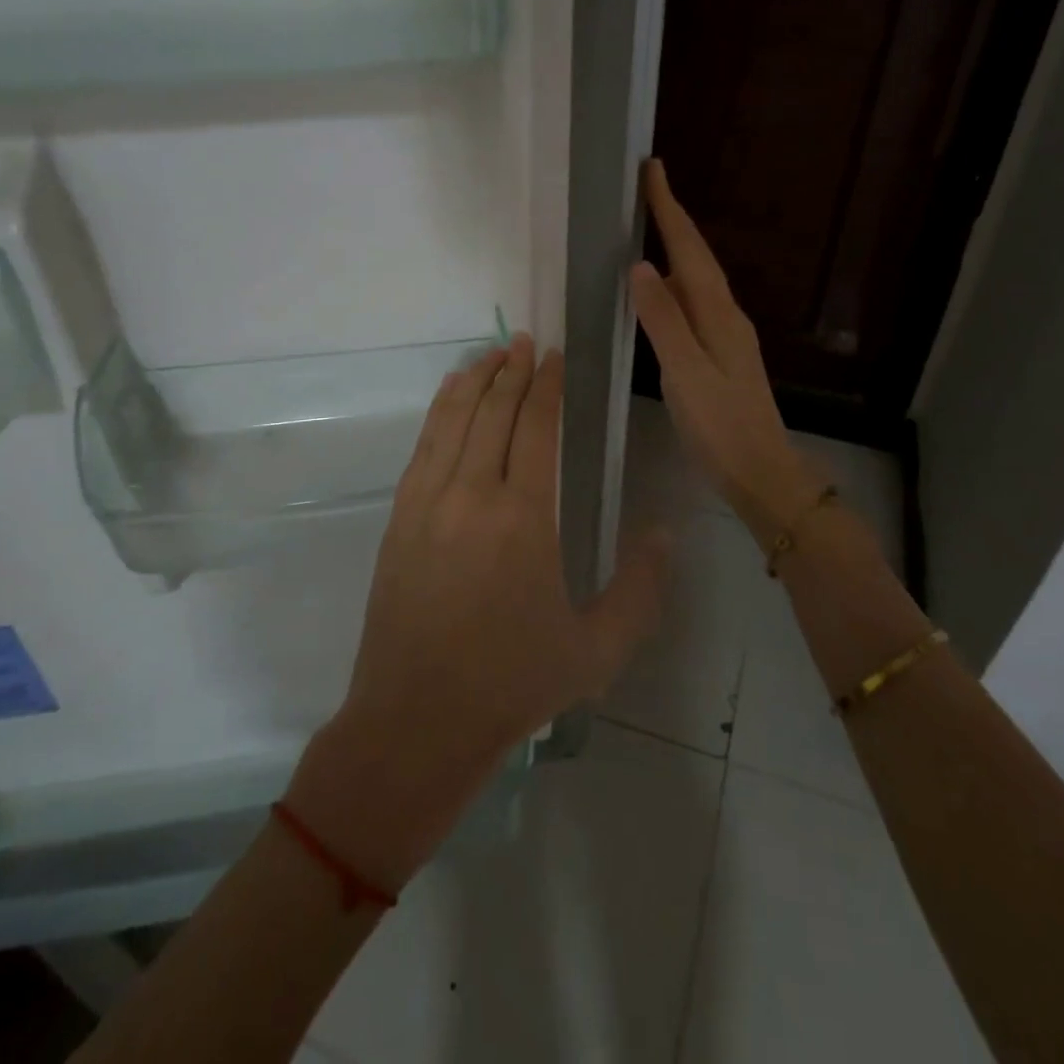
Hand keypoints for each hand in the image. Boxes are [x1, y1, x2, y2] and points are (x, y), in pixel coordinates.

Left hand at [286, 335, 668, 890]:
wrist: (417, 721)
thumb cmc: (513, 684)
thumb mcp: (599, 649)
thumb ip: (641, 588)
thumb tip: (664, 532)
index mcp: (524, 519)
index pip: (537, 428)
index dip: (549, 386)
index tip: (558, 357)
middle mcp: (472, 494)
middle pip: (494, 412)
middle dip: (514, 370)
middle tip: (529, 342)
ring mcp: (427, 503)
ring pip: (453, 420)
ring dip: (475, 380)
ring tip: (493, 353)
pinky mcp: (399, 518)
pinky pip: (423, 447)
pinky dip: (440, 412)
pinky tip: (451, 399)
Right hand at [632, 158, 823, 537]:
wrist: (761, 471)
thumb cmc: (720, 426)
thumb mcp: (685, 373)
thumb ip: (663, 320)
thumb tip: (642, 266)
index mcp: (718, 314)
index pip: (689, 250)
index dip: (670, 209)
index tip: (653, 169)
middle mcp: (726, 315)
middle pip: (697, 257)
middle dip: (673, 220)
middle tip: (648, 188)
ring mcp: (727, 335)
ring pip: (697, 279)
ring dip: (676, 248)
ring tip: (651, 226)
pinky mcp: (721, 354)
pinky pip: (694, 303)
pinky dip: (676, 283)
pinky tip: (663, 291)